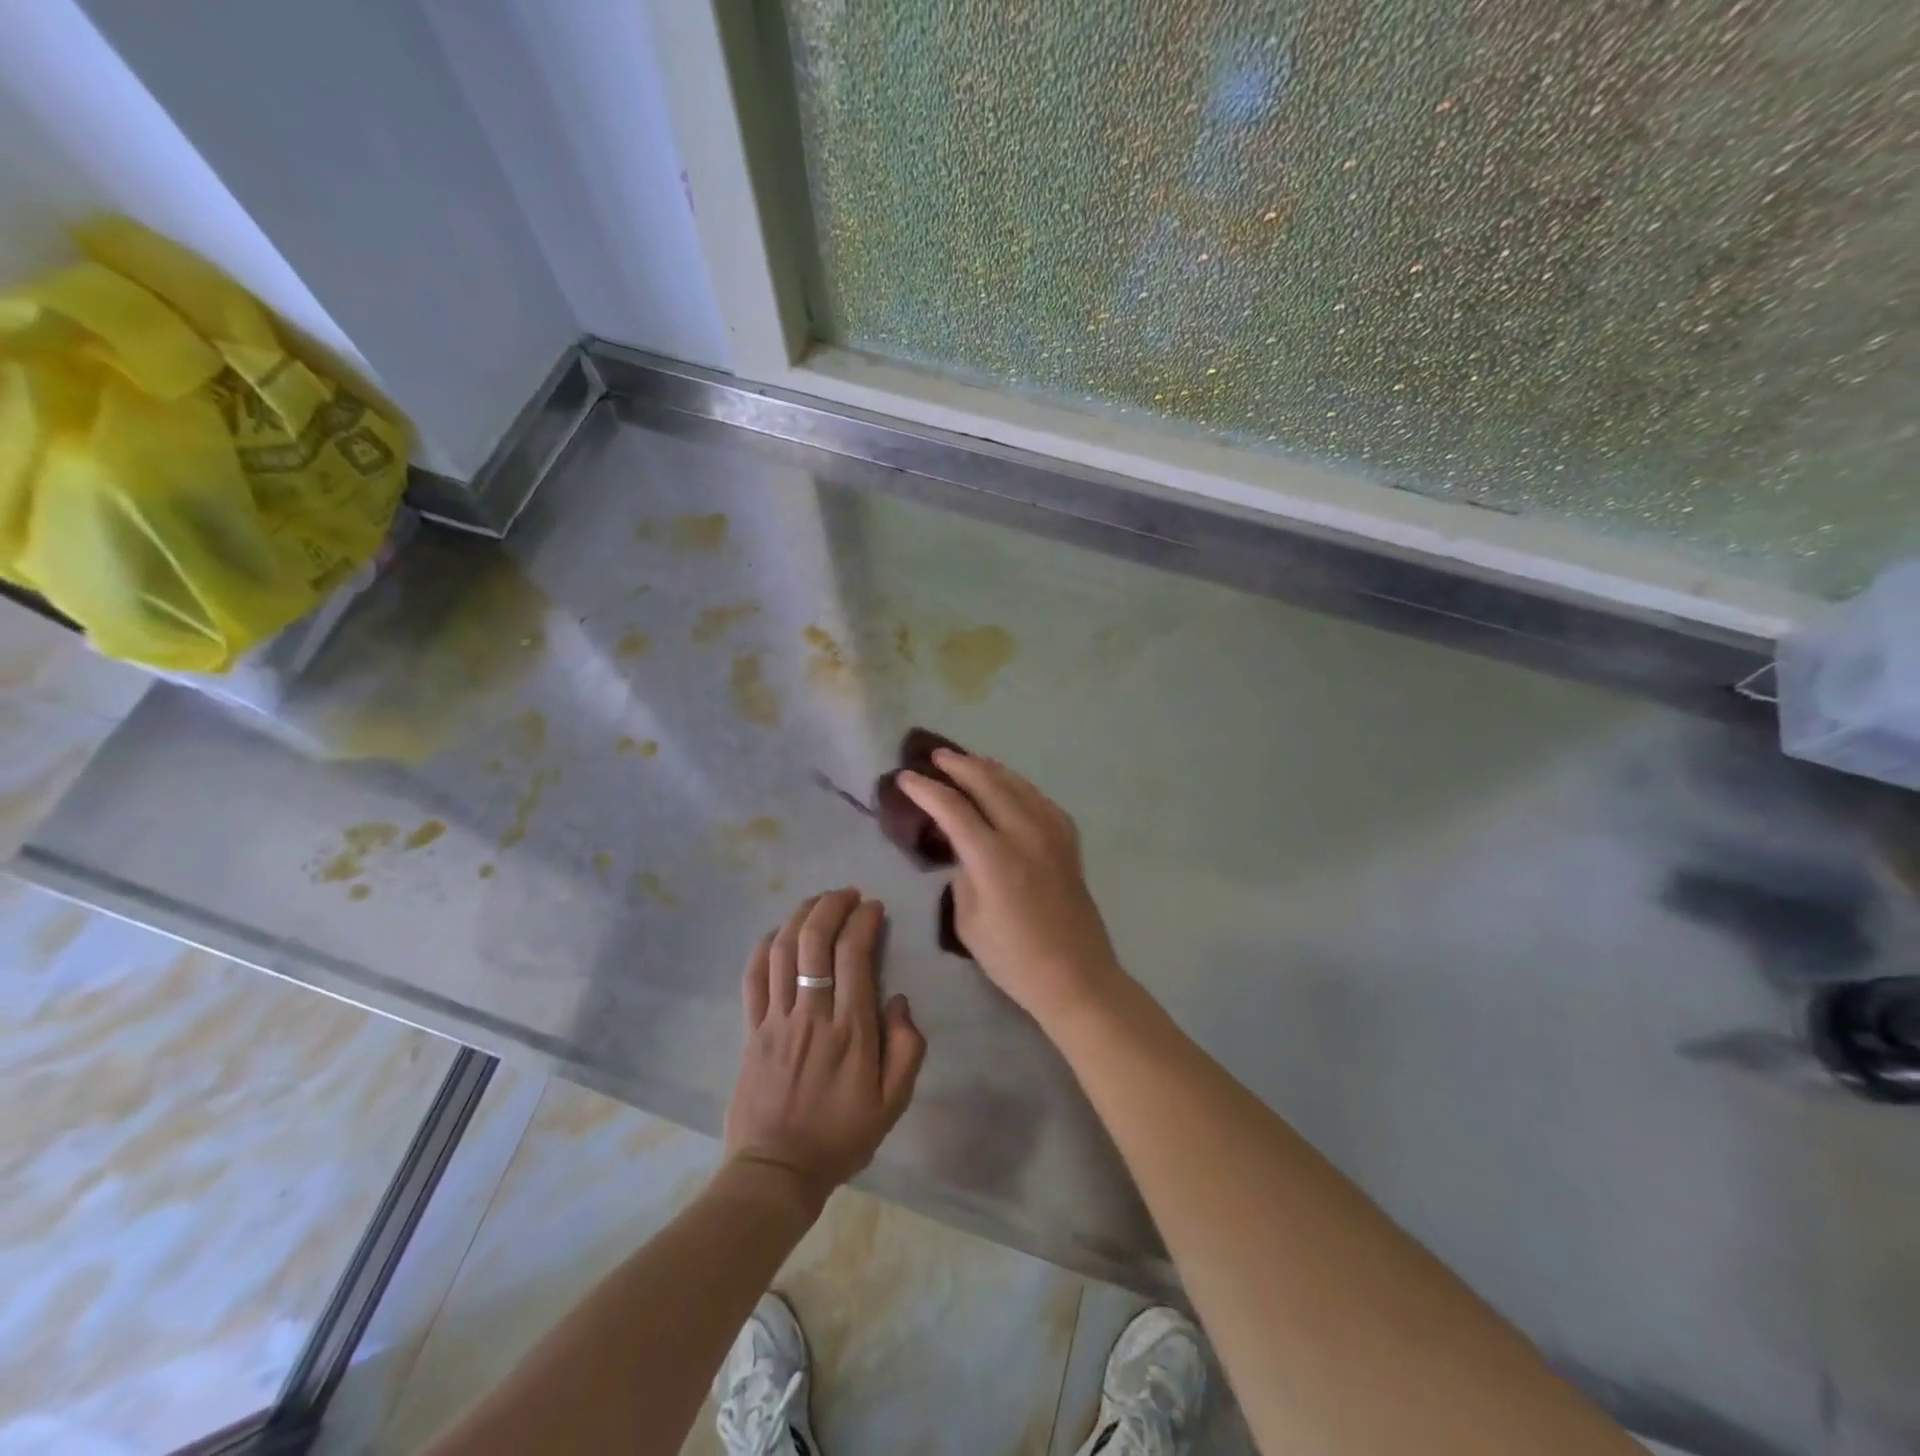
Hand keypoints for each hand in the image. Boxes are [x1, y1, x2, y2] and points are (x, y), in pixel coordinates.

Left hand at [723, 888, 925, 1209]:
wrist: (777, 1172)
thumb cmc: (841, 1137)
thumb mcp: (893, 1104)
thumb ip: (906, 1048)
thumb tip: (899, 1000)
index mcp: (851, 1029)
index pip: (855, 955)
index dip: (864, 921)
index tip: (874, 907)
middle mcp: (812, 1014)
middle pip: (816, 941)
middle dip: (832, 906)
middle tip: (848, 894)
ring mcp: (776, 1019)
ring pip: (784, 950)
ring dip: (801, 916)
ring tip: (818, 901)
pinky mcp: (751, 1030)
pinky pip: (753, 978)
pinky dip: (764, 947)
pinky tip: (778, 933)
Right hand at [898, 751, 1123, 1029]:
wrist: (1076, 976)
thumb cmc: (1013, 959)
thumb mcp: (968, 922)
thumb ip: (961, 876)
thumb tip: (963, 851)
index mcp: (993, 857)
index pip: (952, 808)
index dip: (926, 790)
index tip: (905, 778)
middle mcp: (1024, 834)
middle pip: (988, 783)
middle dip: (958, 766)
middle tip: (935, 757)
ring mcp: (1051, 834)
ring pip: (1017, 785)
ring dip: (989, 769)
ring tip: (968, 761)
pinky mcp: (1068, 842)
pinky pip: (1040, 800)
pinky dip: (1018, 785)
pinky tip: (1010, 786)